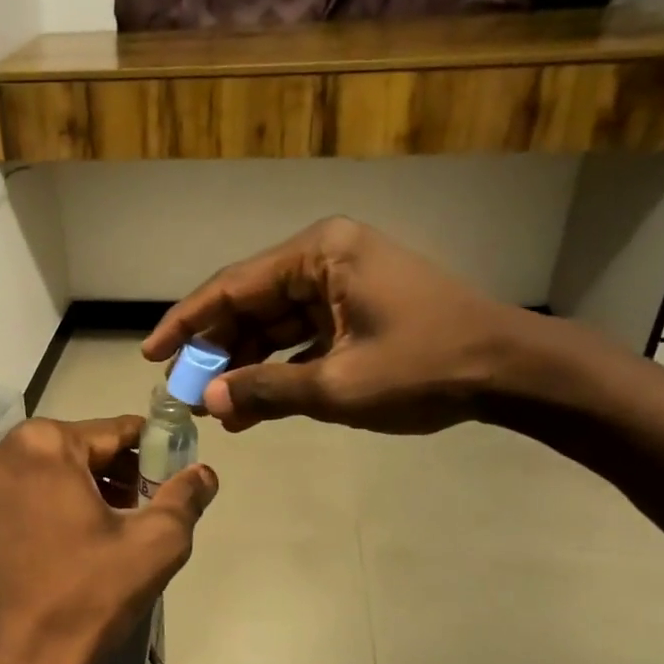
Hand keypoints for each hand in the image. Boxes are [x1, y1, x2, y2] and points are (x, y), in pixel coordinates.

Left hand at [0, 416, 217, 663]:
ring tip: (121, 526)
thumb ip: (185, 497)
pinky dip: (54, 503)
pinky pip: (24, 492)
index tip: (175, 473)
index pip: (115, 431)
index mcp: (41, 442)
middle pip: (79, 448)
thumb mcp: (154, 544)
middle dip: (118, 472)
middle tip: (149, 507)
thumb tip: (205, 472)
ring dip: (87, 488)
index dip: (153, 450)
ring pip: (50, 470)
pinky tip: (81, 537)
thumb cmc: (86, 598)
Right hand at [142, 216, 532, 435]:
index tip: (151, 355)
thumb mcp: (338, 385)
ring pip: (274, 324)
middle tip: (183, 390)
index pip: (231, 286)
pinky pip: (301, 337)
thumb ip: (265, 390)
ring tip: (216, 409)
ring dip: (246, 366)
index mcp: (319, 254)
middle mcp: (325, 257)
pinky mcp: (356, 309)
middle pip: (250, 304)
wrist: (512, 372)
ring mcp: (342, 283)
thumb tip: (207, 400)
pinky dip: (279, 369)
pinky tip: (253, 406)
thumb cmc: (426, 367)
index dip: (186, 324)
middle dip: (217, 351)